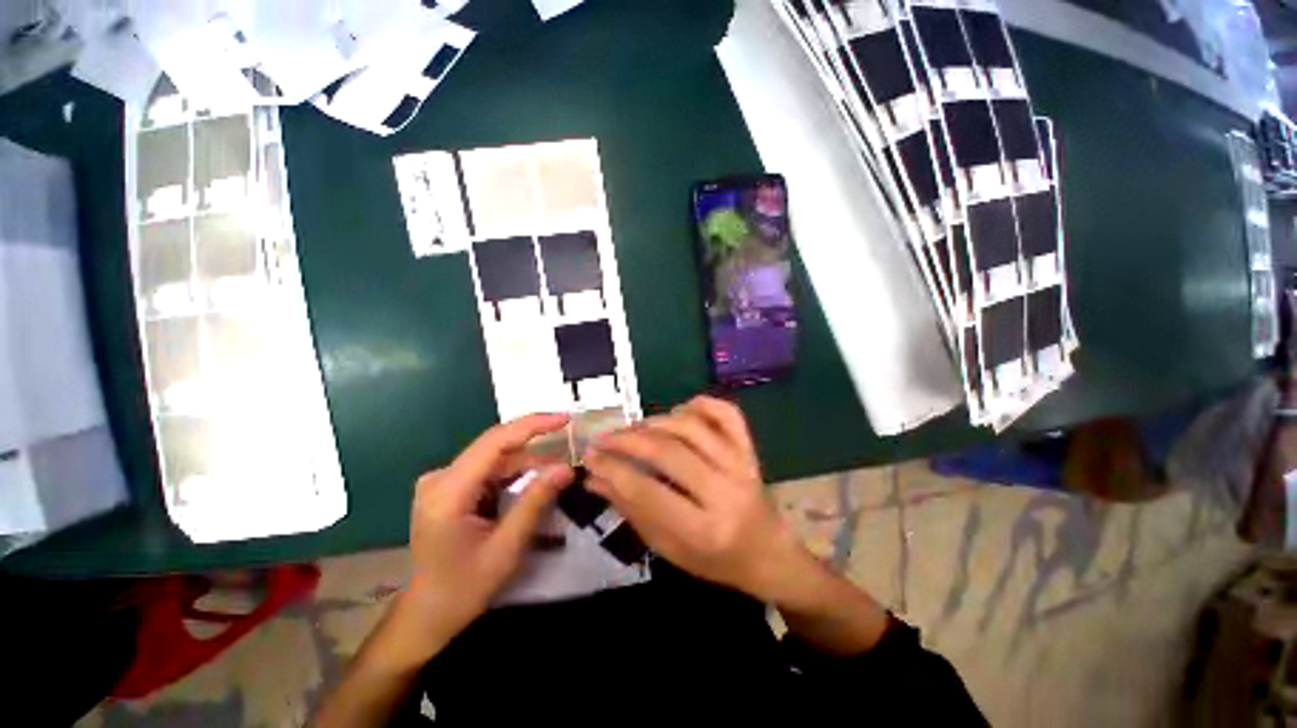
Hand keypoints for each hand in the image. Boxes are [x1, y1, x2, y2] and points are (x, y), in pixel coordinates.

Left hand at [401, 413, 574, 658]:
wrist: (427, 614)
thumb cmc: (464, 588)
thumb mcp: (506, 548)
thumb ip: (535, 503)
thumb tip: (566, 467)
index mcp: (448, 492)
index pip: (495, 441)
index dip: (532, 425)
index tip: (565, 419)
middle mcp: (441, 478)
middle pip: (496, 447)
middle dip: (536, 444)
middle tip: (570, 442)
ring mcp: (443, 481)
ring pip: (496, 458)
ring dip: (528, 462)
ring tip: (559, 470)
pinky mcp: (450, 488)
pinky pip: (490, 470)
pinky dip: (515, 473)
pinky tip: (536, 480)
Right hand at [584, 396, 811, 603]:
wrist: (768, 554)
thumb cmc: (715, 560)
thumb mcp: (668, 548)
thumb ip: (631, 510)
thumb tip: (595, 478)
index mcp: (703, 530)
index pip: (647, 490)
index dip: (612, 469)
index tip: (589, 456)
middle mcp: (725, 491)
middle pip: (668, 451)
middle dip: (627, 440)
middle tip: (604, 438)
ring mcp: (742, 465)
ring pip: (691, 427)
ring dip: (657, 421)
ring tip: (636, 429)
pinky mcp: (750, 449)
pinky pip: (727, 414)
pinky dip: (701, 403)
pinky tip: (680, 410)